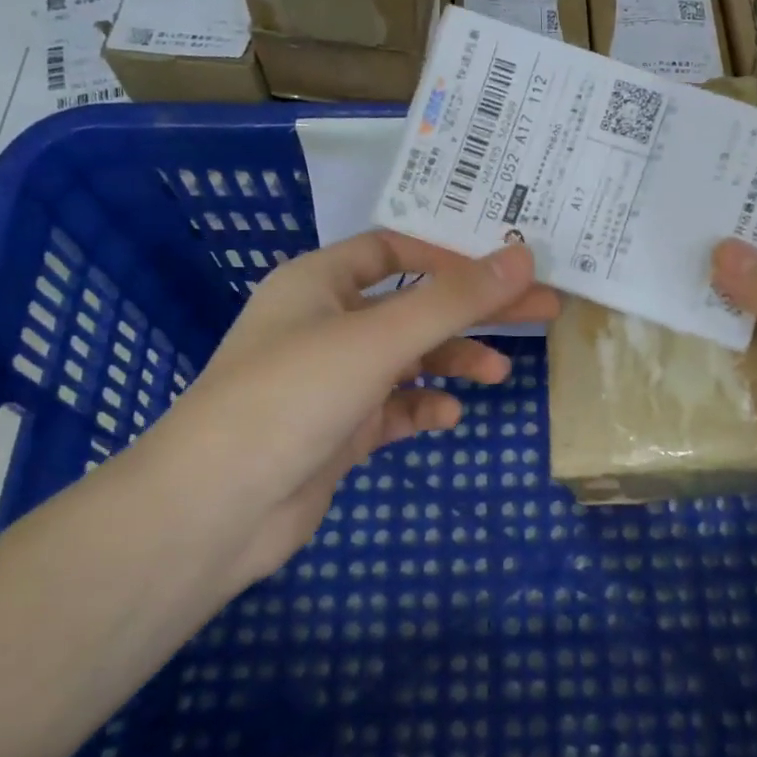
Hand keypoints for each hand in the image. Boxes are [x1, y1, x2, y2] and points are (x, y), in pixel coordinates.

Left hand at [149, 232, 558, 588]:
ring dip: (451, 361)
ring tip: (497, 374)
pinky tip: (446, 418)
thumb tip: (522, 255)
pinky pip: (393, 408)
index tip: (506, 268)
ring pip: (406, 359)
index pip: (395, 250)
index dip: (450, 255)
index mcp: (318, 282)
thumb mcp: (379, 339)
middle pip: (412, 305)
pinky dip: (422, 407)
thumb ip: (454, 300)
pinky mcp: (337, 430)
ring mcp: (331, 380)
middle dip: (471, 310)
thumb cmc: (293, 395)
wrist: (217, 507)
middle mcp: (324, 323)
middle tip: (539, 311)